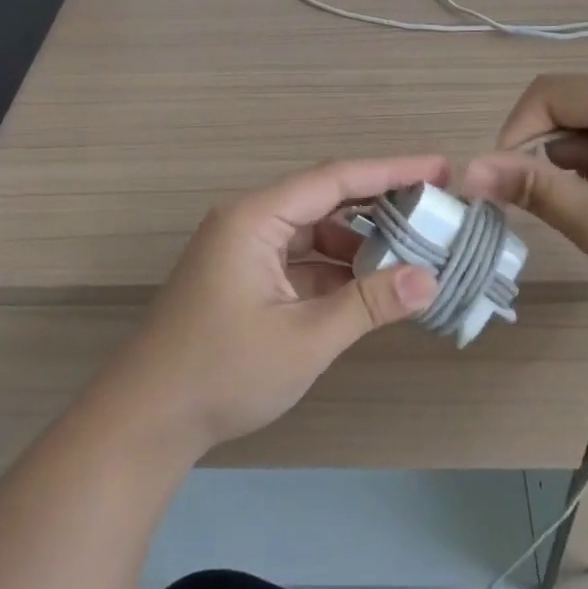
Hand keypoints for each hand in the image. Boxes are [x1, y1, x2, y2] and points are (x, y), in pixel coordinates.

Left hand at [92, 157, 444, 460]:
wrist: (146, 420)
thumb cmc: (223, 372)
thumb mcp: (305, 338)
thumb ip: (369, 304)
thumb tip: (430, 279)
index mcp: (256, 218)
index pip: (335, 179)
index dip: (393, 170)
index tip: (441, 168)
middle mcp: (249, 222)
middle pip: (325, 199)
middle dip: (381, 204)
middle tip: (436, 208)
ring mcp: (244, 251)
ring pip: (314, 231)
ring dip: (360, 242)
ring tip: (414, 251)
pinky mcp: (244, 278)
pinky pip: (300, 259)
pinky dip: (336, 268)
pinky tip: (371, 283)